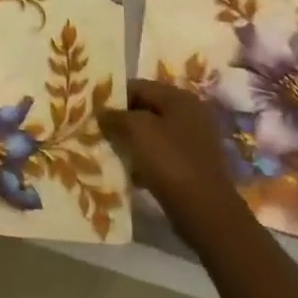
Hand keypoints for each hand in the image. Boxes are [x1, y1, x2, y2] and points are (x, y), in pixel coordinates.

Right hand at [100, 79, 234, 221]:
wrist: (205, 211)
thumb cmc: (170, 161)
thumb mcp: (136, 130)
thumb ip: (115, 116)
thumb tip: (102, 113)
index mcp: (178, 97)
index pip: (137, 86)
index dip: (113, 97)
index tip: (92, 111)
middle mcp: (189, 113)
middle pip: (145, 108)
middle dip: (121, 120)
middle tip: (97, 131)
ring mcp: (194, 140)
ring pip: (152, 133)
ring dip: (131, 141)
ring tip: (109, 151)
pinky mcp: (192, 165)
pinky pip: (161, 154)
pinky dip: (144, 159)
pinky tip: (129, 171)